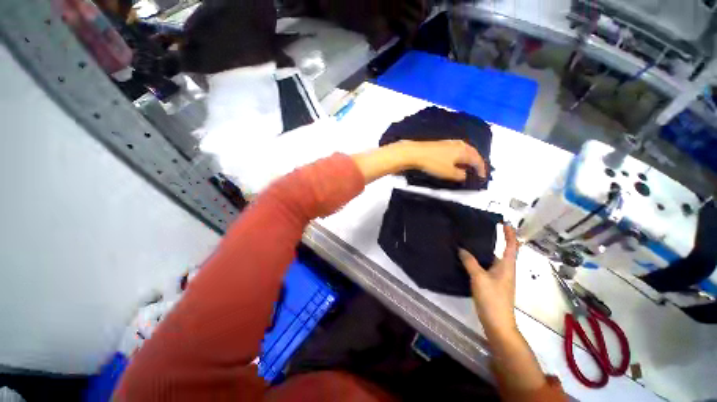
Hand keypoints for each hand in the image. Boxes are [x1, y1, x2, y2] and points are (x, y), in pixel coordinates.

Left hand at [402, 140, 486, 180]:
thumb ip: (460, 175)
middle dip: (476, 163)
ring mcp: (450, 143)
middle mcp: (460, 144)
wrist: (415, 153)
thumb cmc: (433, 163)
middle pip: (473, 153)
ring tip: (468, 167)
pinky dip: (460, 156)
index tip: (483, 178)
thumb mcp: (449, 173)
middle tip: (478, 171)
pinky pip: (457, 150)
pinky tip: (456, 161)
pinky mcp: (442, 144)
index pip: (477, 160)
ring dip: (468, 159)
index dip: (481, 170)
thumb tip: (466, 175)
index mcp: (464, 150)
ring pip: (465, 151)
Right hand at [459, 224, 518, 336]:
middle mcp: (506, 270)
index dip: (510, 233)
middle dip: (497, 239)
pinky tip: (468, 259)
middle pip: (504, 251)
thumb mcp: (479, 278)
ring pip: (493, 259)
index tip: (504, 223)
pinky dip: (480, 260)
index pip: (512, 246)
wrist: (498, 323)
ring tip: (471, 242)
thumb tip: (461, 249)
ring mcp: (500, 278)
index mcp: (507, 266)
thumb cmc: (492, 299)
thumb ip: (470, 262)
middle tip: (481, 230)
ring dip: (485, 250)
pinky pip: (487, 267)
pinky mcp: (493, 284)